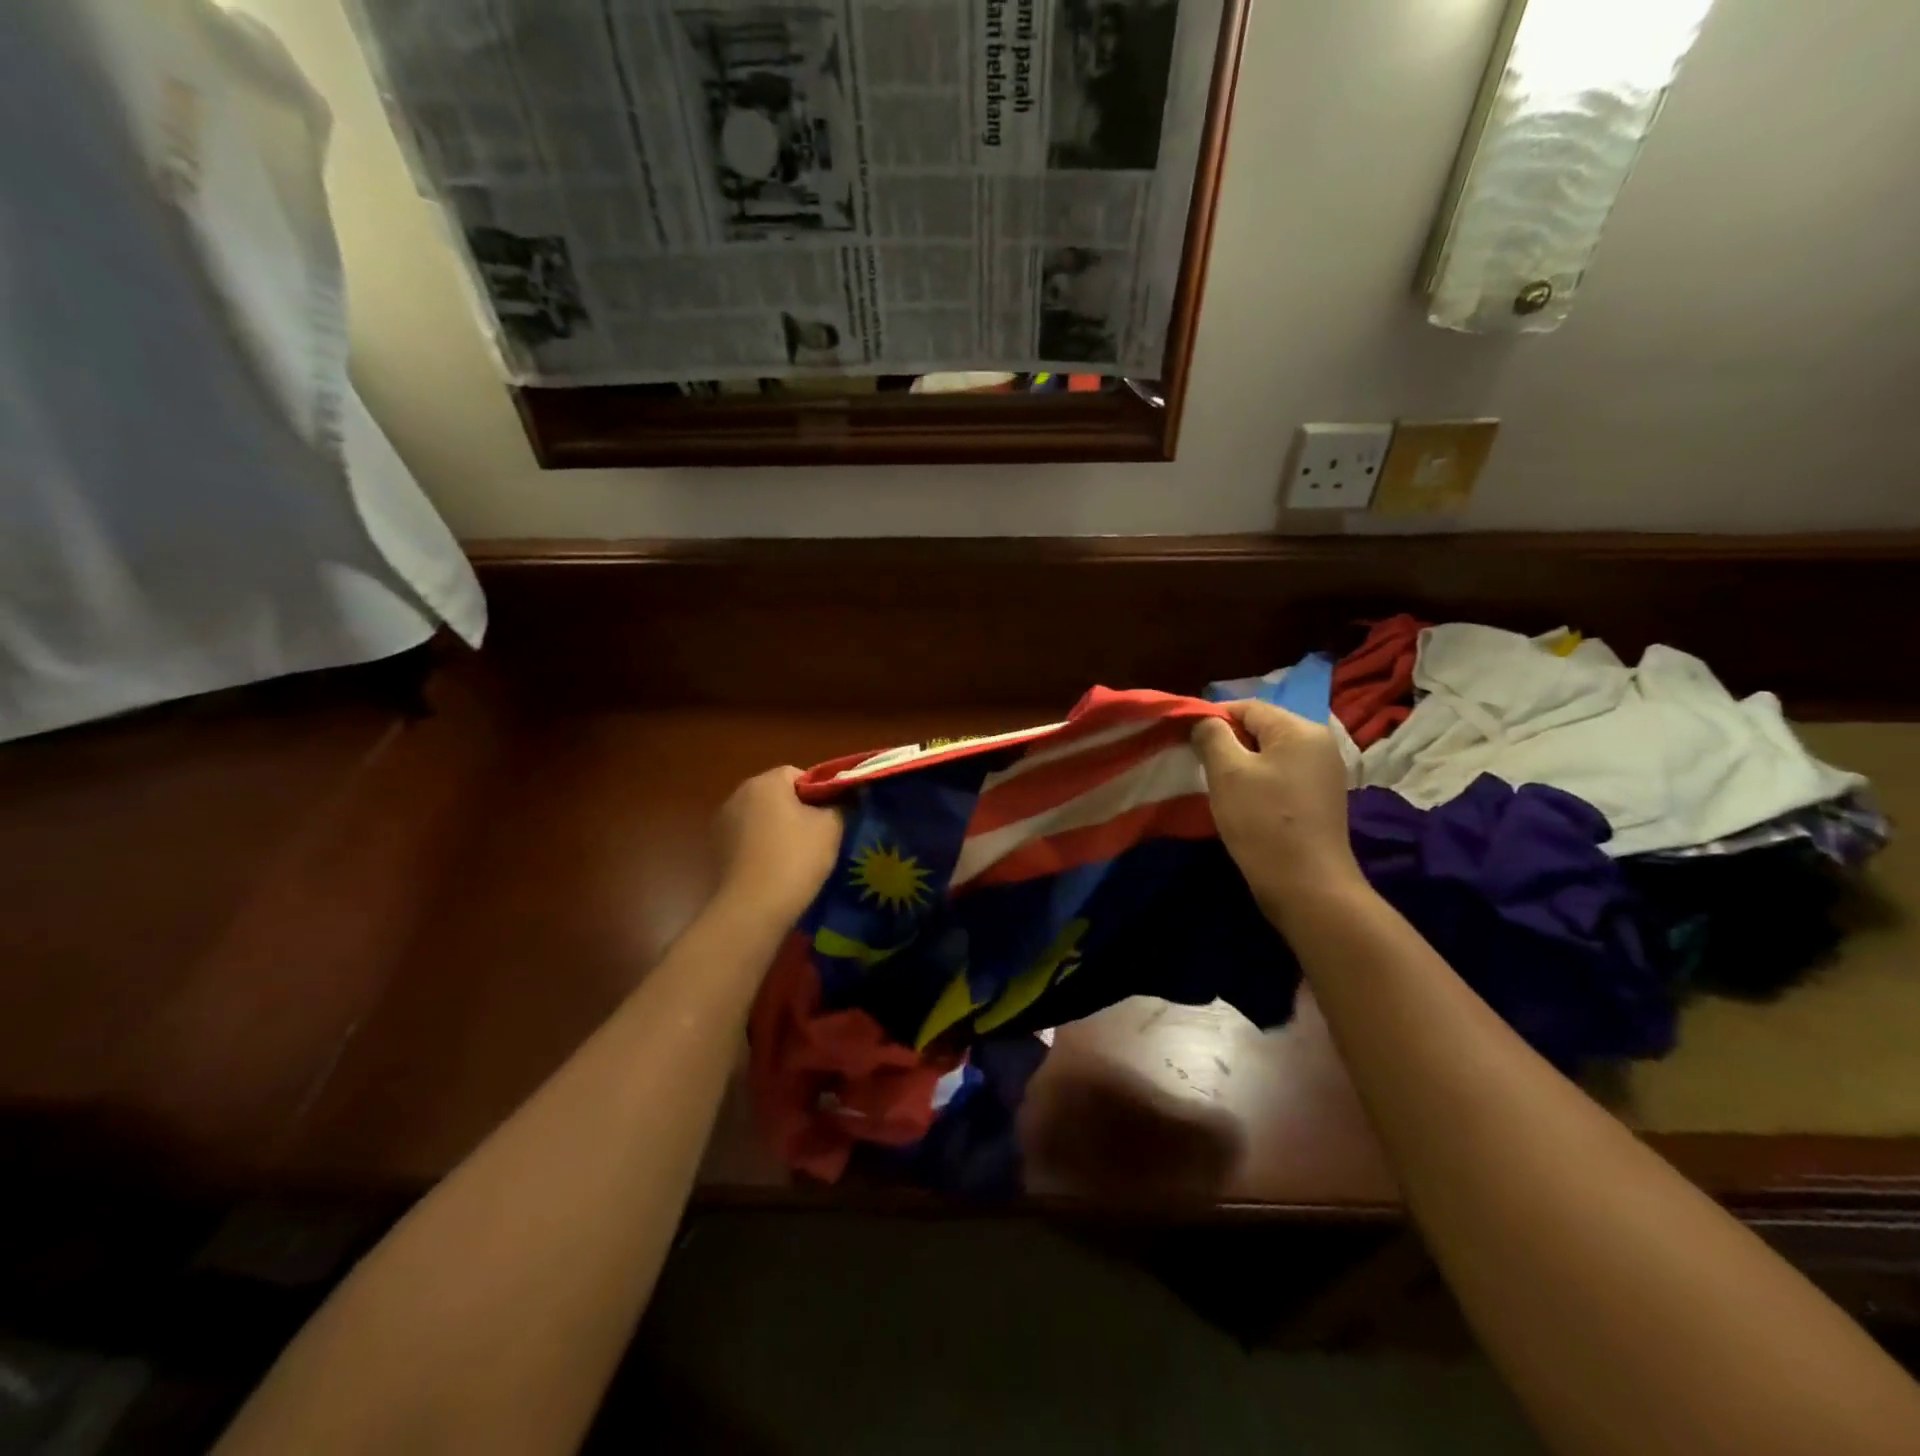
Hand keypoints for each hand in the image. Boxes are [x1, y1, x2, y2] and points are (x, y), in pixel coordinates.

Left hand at [712, 766, 842, 927]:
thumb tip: (845, 798)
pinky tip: (775, 869)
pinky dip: (761, 847)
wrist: (753, 908)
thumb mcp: (832, 827)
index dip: (819, 793)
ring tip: (797, 857)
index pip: (799, 774)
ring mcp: (722, 822)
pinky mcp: (716, 849)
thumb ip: (841, 804)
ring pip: (761, 818)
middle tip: (819, 837)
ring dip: (777, 829)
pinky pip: (747, 839)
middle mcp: (738, 794)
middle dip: (797, 811)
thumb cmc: (796, 858)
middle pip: (777, 795)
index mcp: (765, 782)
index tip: (831, 817)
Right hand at [1191, 701, 1366, 927]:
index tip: (1185, 738)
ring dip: (1241, 764)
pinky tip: (1242, 803)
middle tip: (1198, 764)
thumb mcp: (1227, 772)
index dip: (1212, 717)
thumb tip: (1203, 720)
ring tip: (1217, 785)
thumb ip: (1211, 736)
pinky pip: (1282, 776)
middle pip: (1261, 728)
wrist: (1307, 886)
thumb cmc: (1263, 821)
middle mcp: (1319, 743)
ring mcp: (1323, 773)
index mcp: (1300, 729)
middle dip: (1227, 742)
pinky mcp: (1320, 800)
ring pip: (1270, 754)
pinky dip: (1258, 782)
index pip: (1248, 707)